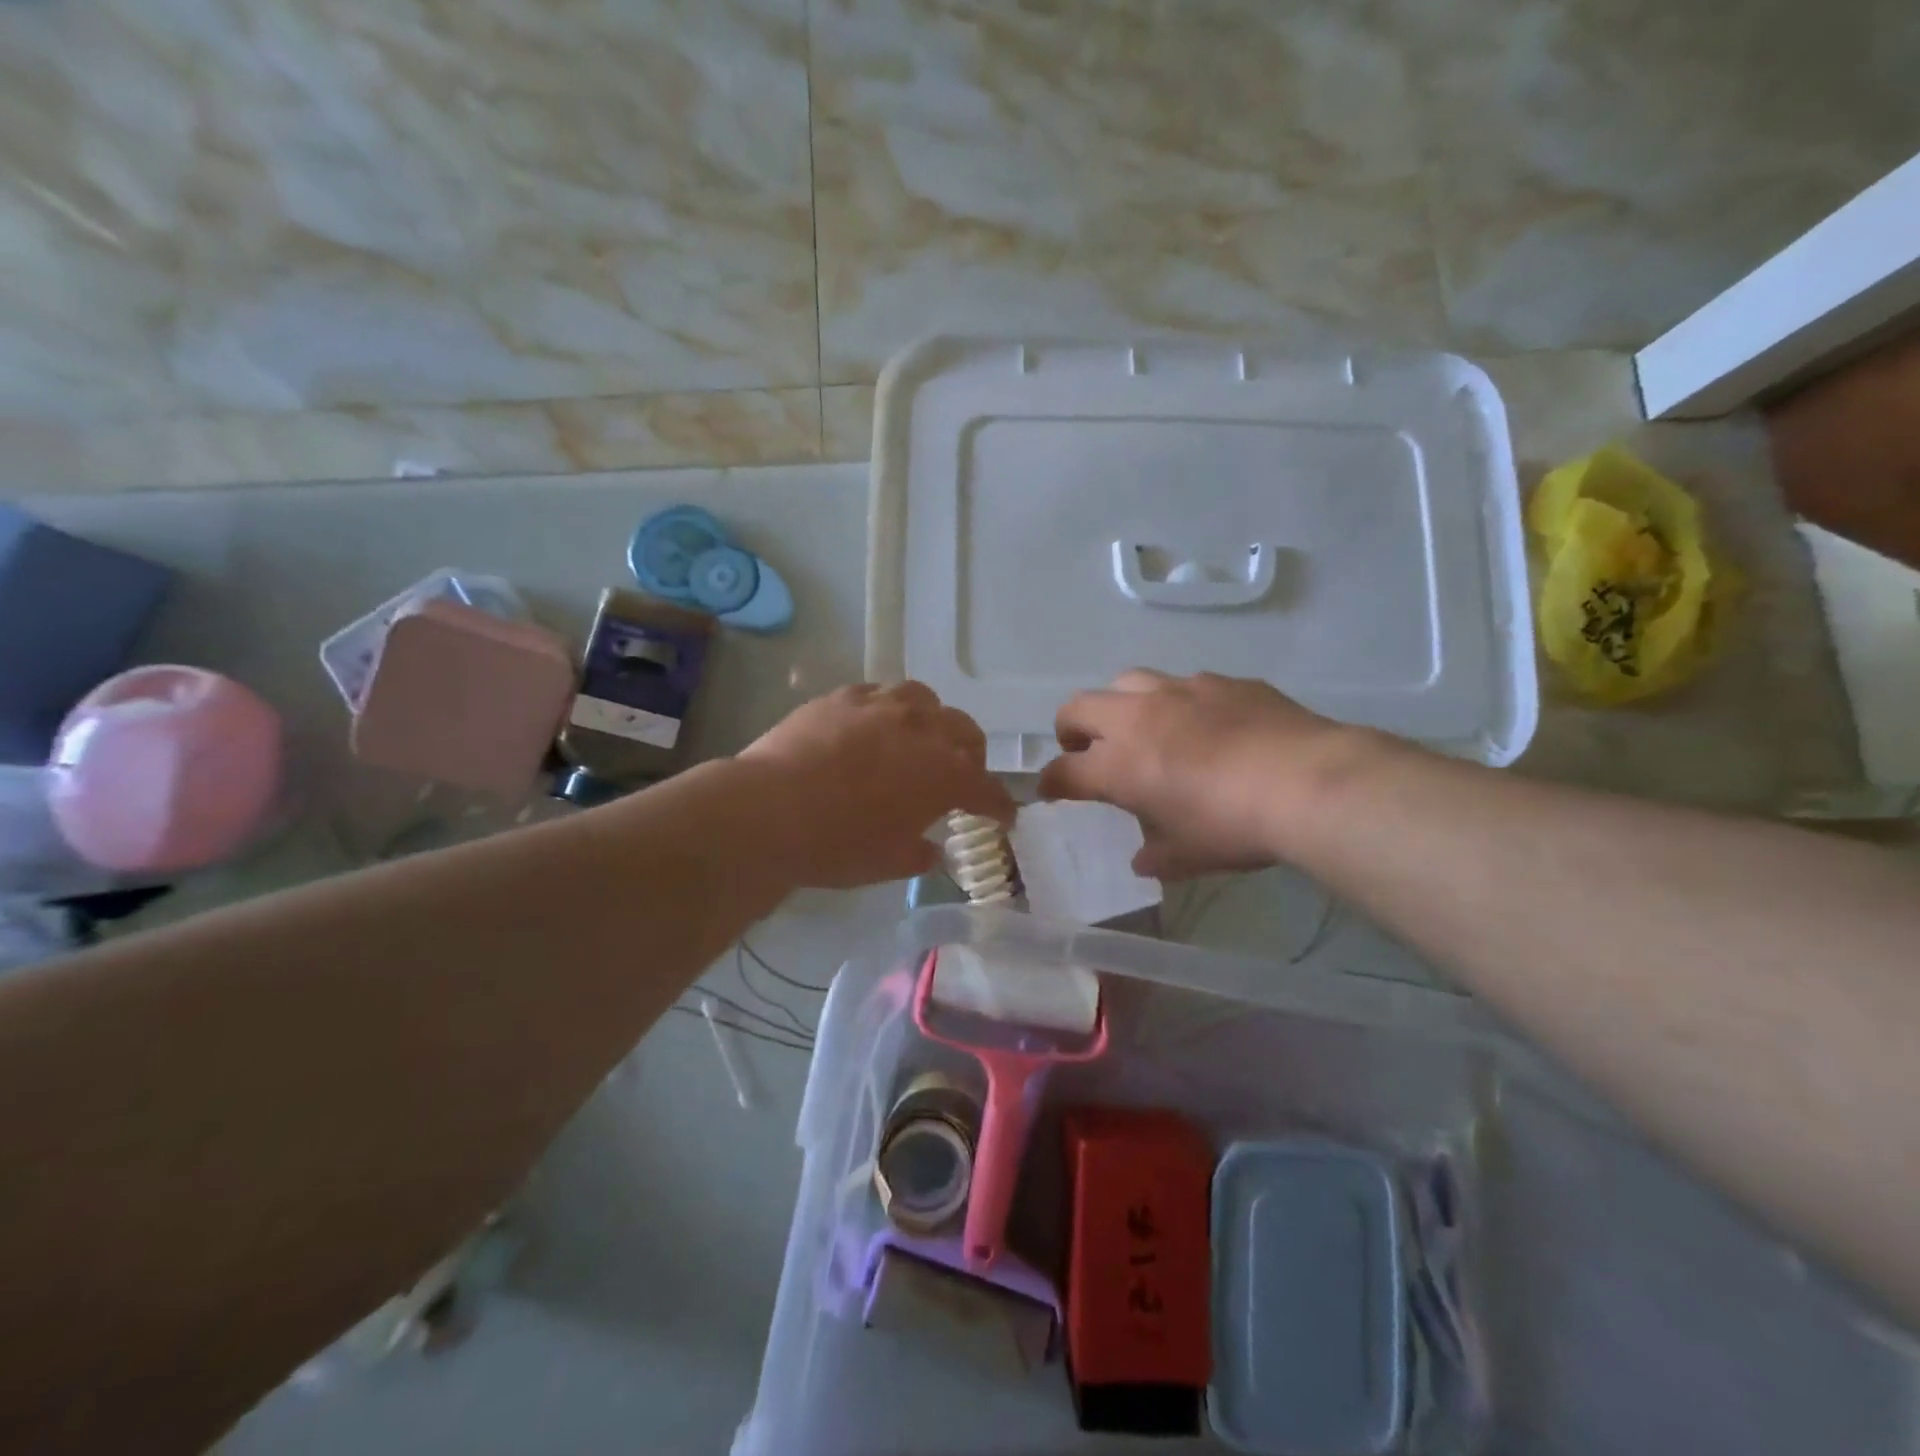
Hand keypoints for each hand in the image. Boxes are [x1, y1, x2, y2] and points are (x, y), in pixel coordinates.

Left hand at [738, 683, 1016, 888]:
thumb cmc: (838, 844)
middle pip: (966, 733)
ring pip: (925, 701)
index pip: (988, 789)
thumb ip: (919, 853)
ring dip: (933, 722)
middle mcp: (924, 730)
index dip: (999, 805)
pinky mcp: (844, 696)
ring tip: (919, 740)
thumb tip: (931, 849)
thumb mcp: (888, 863)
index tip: (1004, 816)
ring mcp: (883, 706)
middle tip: (961, 776)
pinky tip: (873, 726)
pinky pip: (880, 694)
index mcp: (945, 774)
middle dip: (972, 756)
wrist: (770, 809)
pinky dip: (889, 710)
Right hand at [1038, 670, 1361, 878]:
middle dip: (1070, 729)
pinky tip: (1205, 724)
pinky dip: (1178, 703)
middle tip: (1085, 750)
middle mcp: (1137, 718)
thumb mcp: (1189, 856)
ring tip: (1141, 727)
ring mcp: (1179, 691)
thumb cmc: (1233, 826)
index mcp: (1118, 764)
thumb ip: (1157, 855)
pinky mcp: (1221, 681)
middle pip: (1078, 707)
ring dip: (1120, 705)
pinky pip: (1184, 684)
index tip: (1053, 792)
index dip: (1051, 783)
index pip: (1063, 770)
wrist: (1306, 782)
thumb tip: (1143, 859)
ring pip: (1127, 681)